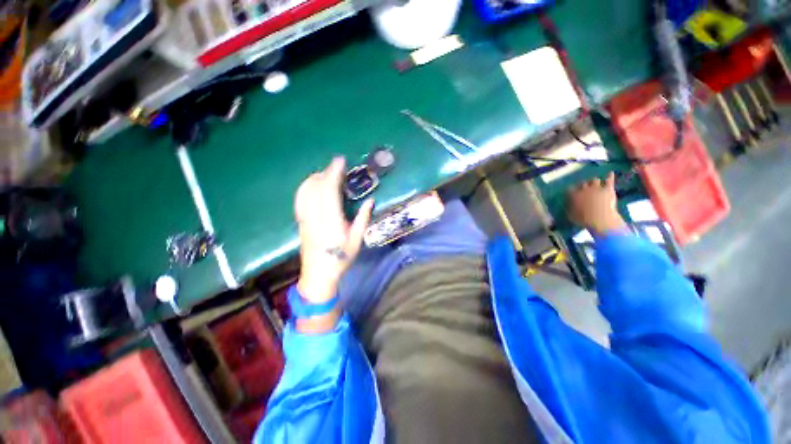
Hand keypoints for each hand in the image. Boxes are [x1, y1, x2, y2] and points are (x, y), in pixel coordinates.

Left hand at [294, 157, 373, 303]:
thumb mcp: (357, 239)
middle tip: (337, 166)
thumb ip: (363, 218)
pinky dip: (305, 187)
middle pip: (316, 187)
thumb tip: (370, 200)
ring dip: (315, 178)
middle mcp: (316, 215)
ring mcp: (305, 218)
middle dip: (326, 172)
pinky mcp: (301, 221)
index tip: (340, 161)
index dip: (334, 173)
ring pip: (306, 191)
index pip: (329, 190)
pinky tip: (312, 186)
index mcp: (331, 219)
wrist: (319, 273)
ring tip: (325, 173)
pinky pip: (300, 199)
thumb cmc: (341, 257)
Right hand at [567, 172, 626, 235]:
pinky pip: (609, 180)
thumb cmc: (583, 219)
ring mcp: (597, 188)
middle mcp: (584, 189)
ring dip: (594, 181)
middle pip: (583, 183)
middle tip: (584, 187)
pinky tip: (610, 173)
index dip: (571, 190)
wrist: (600, 219)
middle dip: (583, 185)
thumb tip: (568, 205)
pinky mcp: (608, 189)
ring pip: (594, 180)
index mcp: (574, 195)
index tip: (571, 192)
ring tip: (595, 183)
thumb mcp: (571, 215)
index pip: (570, 189)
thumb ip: (570, 208)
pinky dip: (609, 176)